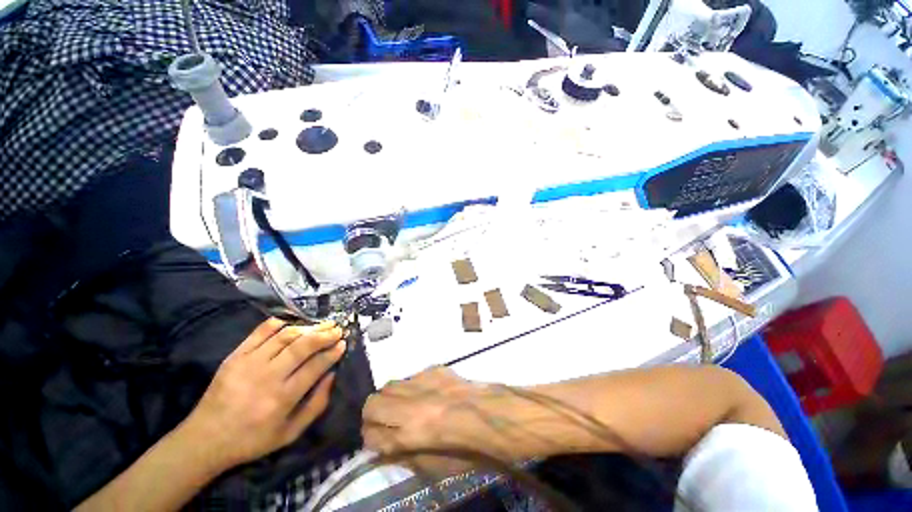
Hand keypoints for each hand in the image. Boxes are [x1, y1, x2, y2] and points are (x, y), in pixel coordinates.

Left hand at [182, 318, 345, 468]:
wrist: (204, 440)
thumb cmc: (252, 439)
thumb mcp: (290, 433)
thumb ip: (316, 405)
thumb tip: (332, 375)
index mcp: (282, 398)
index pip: (315, 366)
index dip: (332, 352)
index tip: (343, 343)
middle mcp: (267, 377)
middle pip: (302, 346)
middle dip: (324, 334)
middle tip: (337, 329)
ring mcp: (248, 364)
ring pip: (285, 336)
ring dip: (308, 328)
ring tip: (321, 326)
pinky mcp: (234, 357)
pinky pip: (260, 332)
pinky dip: (279, 324)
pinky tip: (292, 324)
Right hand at [362, 367, 509, 475]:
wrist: (495, 416)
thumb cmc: (470, 449)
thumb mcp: (435, 467)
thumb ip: (404, 456)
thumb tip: (384, 448)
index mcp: (412, 434)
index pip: (371, 435)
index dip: (371, 441)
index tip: (377, 442)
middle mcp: (413, 404)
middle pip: (372, 403)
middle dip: (372, 416)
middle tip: (384, 423)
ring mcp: (424, 382)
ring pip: (390, 385)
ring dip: (390, 398)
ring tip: (403, 407)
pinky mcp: (435, 369)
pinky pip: (413, 377)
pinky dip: (412, 388)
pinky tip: (427, 395)